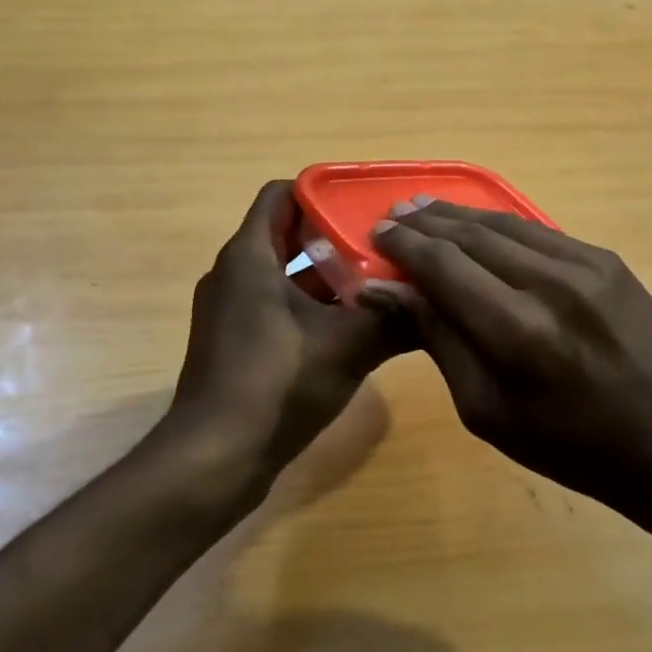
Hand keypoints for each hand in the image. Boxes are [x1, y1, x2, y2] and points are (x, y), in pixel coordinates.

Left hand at [166, 181, 411, 489]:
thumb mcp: (347, 346)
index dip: (323, 191)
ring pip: (286, 273)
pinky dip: (312, 305)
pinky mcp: (237, 342)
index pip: (282, 194)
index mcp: (250, 256)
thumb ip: (394, 316)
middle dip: (336, 235)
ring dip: (329, 275)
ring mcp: (232, 310)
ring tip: (379, 279)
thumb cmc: (276, 384)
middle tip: (384, 241)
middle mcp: (234, 274)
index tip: (365, 203)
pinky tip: (354, 325)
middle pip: (288, 232)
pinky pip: (278, 305)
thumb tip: (437, 297)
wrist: (214, 460)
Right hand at [361, 201, 651, 512]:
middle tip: (394, 215)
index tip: (376, 233)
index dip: (404, 245)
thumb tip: (385, 289)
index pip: (443, 265)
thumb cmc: (569, 445)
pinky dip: (501, 225)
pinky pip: (540, 232)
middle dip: (426, 222)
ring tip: (426, 209)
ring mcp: (586, 265)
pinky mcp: (607, 259)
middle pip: (471, 236)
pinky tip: (480, 224)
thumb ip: (438, 339)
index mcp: (517, 332)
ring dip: (461, 215)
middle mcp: (550, 284)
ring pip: (505, 224)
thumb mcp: (487, 411)